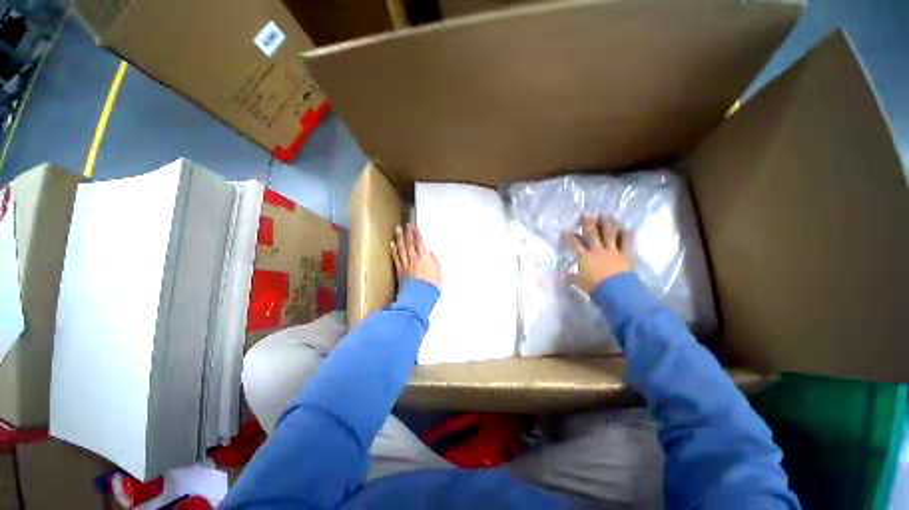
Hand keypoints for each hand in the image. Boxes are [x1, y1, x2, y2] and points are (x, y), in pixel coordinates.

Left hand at [391, 223, 441, 289]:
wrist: (418, 299)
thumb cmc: (430, 288)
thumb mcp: (439, 275)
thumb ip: (435, 263)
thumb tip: (431, 254)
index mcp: (424, 259)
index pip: (420, 242)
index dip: (417, 233)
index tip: (415, 227)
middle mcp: (414, 259)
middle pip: (410, 243)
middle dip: (408, 232)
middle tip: (406, 225)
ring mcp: (405, 265)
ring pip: (401, 248)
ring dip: (399, 238)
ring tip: (397, 230)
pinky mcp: (399, 272)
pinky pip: (396, 258)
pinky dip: (394, 250)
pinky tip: (392, 244)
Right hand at [567, 215, 633, 293]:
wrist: (615, 291)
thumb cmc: (594, 287)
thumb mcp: (578, 283)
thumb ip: (570, 277)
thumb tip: (560, 276)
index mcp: (585, 257)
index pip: (575, 244)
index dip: (569, 236)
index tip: (565, 230)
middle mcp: (597, 250)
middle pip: (592, 234)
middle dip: (588, 223)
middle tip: (586, 214)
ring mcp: (612, 251)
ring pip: (608, 234)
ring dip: (606, 224)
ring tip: (604, 215)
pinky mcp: (625, 254)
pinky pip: (626, 242)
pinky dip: (626, 235)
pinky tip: (626, 228)